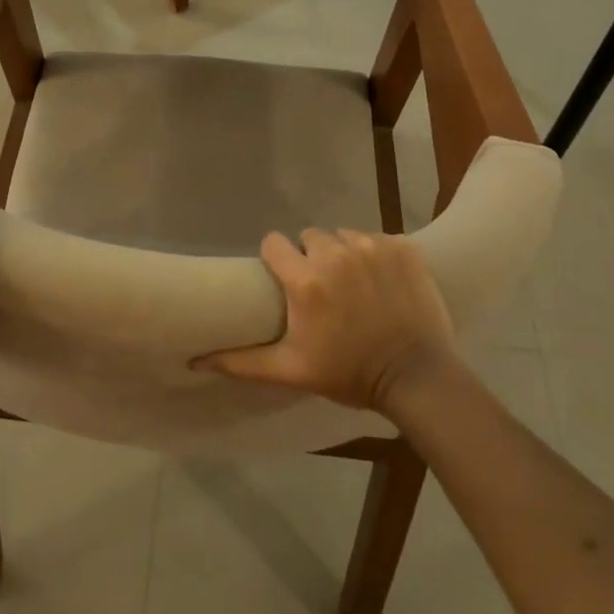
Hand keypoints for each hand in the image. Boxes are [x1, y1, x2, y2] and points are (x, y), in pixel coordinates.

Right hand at [198, 228, 458, 414]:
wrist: (418, 378)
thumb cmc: (349, 374)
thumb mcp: (291, 371)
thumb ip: (241, 362)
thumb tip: (195, 360)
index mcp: (305, 280)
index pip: (274, 243)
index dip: (277, 259)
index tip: (286, 278)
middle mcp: (336, 254)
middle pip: (310, 236)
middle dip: (311, 256)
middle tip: (323, 288)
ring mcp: (373, 247)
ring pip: (344, 235)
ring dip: (344, 253)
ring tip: (354, 285)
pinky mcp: (402, 247)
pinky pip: (377, 239)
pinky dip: (376, 255)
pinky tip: (382, 281)